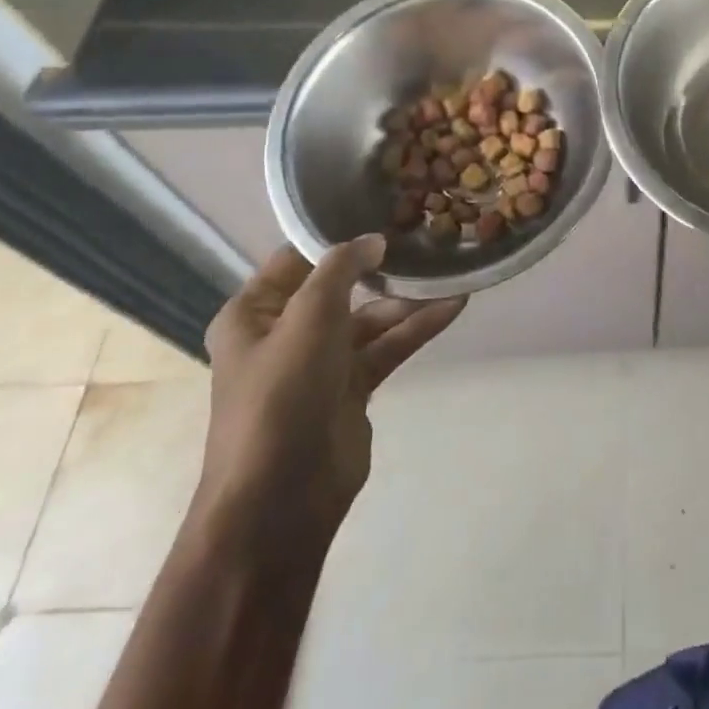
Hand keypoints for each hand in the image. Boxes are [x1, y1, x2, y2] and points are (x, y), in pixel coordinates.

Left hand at [194, 236, 463, 556]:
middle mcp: (285, 333)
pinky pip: (387, 347)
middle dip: (383, 268)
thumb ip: (341, 270)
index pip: (297, 259)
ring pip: (370, 319)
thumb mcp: (308, 318)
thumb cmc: (281, 396)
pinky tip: (453, 308)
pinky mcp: (351, 388)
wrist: (280, 497)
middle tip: (428, 241)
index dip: (337, 237)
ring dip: (408, 301)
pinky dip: (416, 329)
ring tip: (452, 276)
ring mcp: (321, 362)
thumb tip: (373, 240)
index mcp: (254, 313)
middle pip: (341, 288)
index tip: (383, 211)